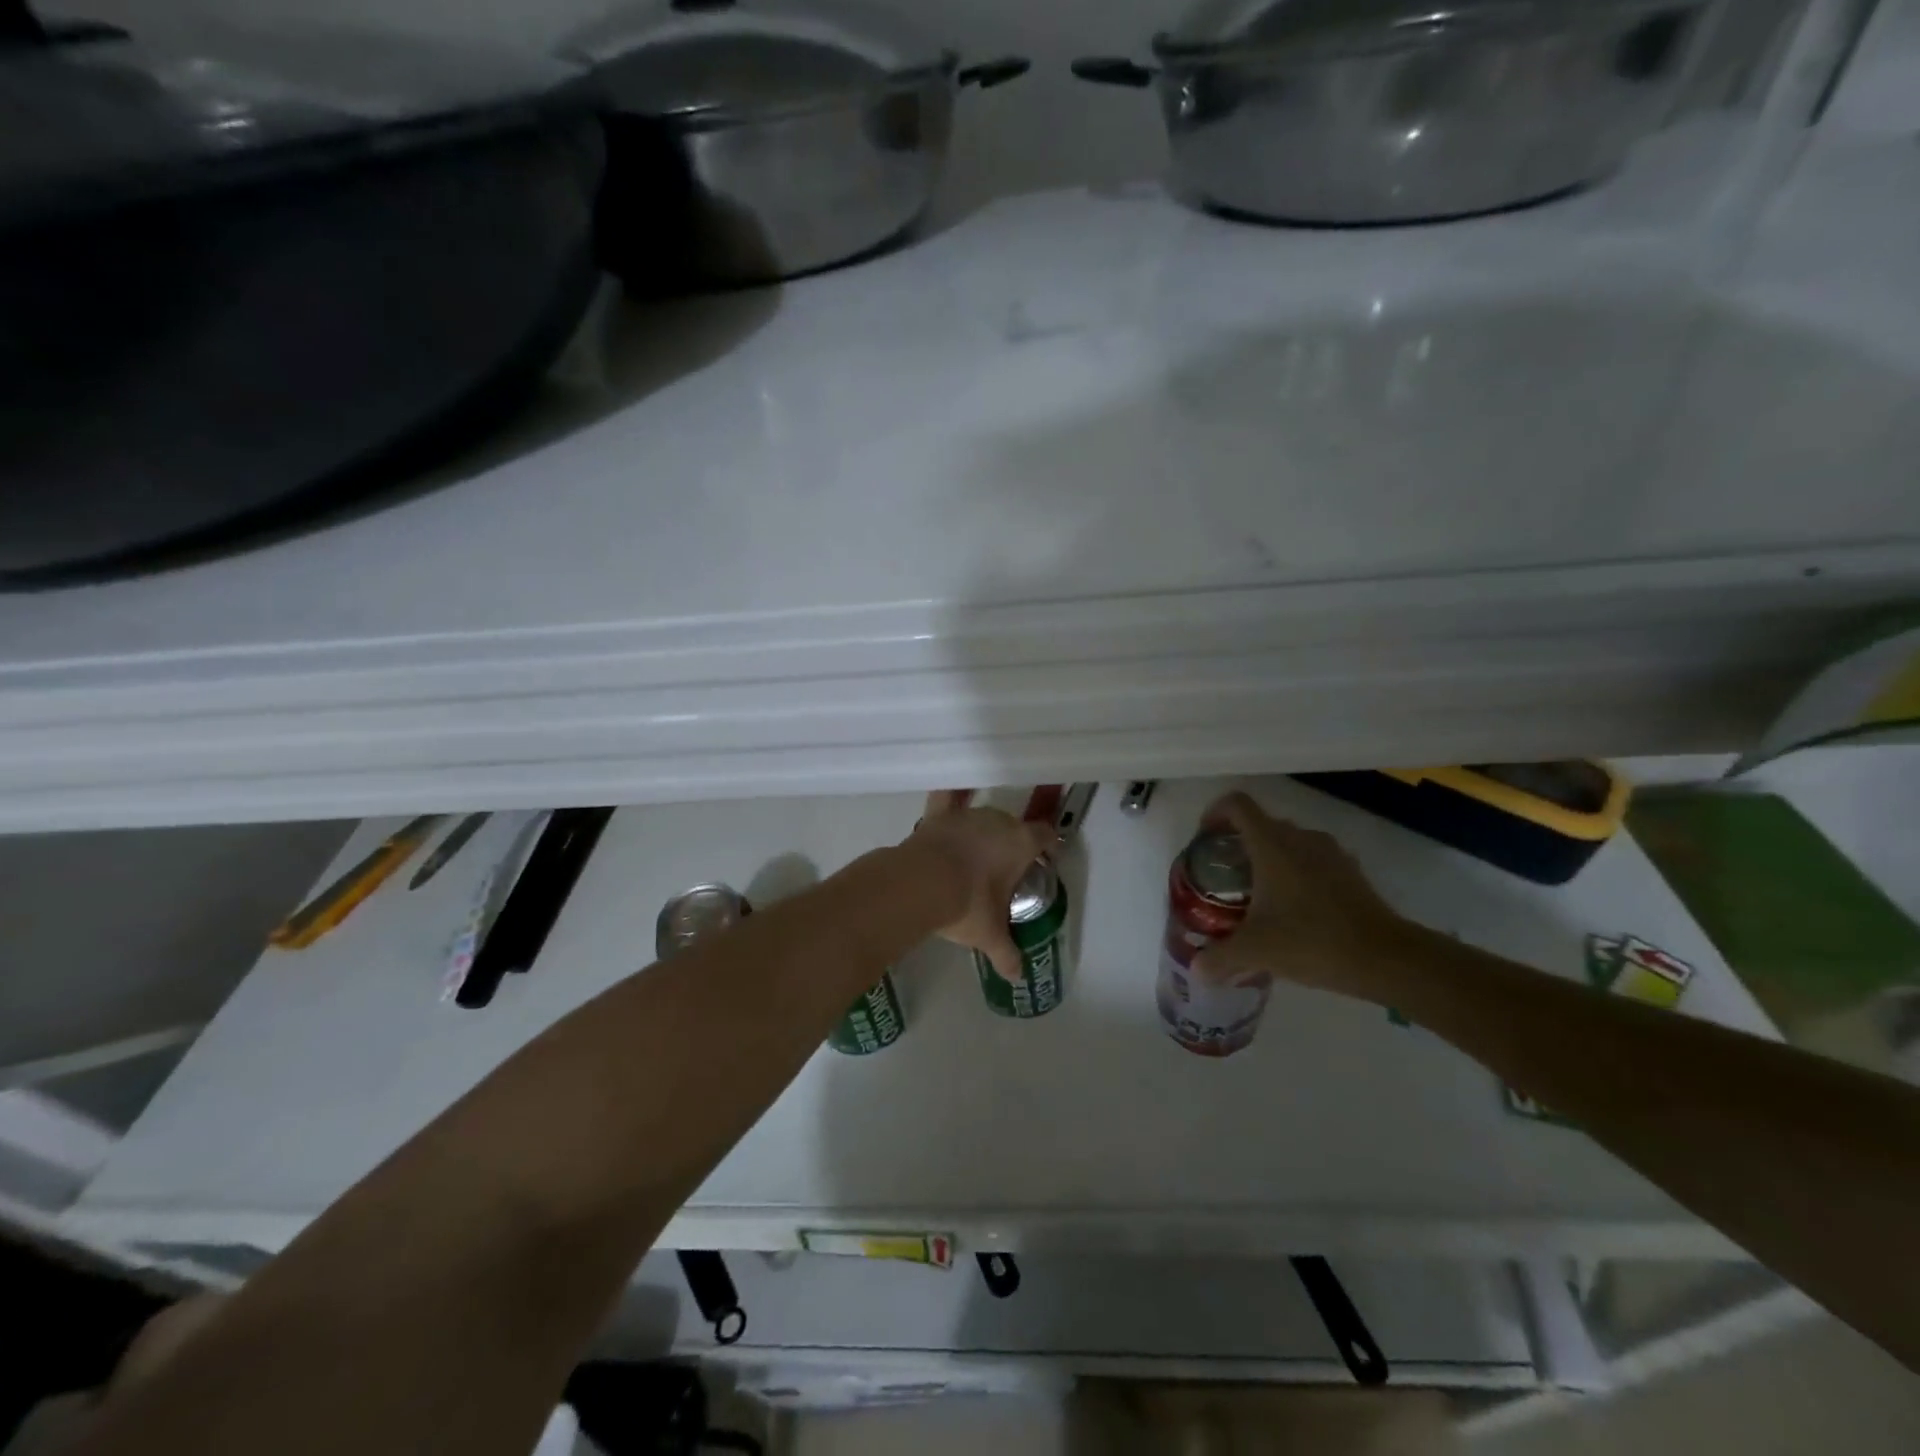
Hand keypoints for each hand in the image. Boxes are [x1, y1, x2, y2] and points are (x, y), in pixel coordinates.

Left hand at [910, 790, 1056, 981]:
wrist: (921, 884)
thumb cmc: (967, 906)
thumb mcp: (990, 935)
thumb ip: (1006, 953)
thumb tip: (1017, 975)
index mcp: (1020, 843)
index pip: (1045, 835)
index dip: (1048, 846)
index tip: (1045, 859)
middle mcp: (997, 821)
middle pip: (1013, 826)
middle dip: (1012, 844)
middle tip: (1005, 870)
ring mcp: (966, 815)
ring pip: (982, 817)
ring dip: (983, 832)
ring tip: (976, 854)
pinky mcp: (937, 815)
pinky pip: (947, 797)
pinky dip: (951, 796)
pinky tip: (950, 797)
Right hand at [1193, 792, 1405, 996]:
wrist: (1386, 958)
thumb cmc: (1312, 941)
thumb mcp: (1256, 951)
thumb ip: (1219, 958)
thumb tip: (1197, 970)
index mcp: (1271, 844)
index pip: (1237, 805)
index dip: (1215, 813)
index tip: (1205, 840)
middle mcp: (1299, 838)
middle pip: (1260, 824)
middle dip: (1237, 844)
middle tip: (1224, 878)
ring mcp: (1329, 852)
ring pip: (1287, 842)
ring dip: (1268, 859)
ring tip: (1257, 896)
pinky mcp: (1350, 871)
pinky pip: (1311, 859)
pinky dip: (1295, 874)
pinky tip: (1293, 910)